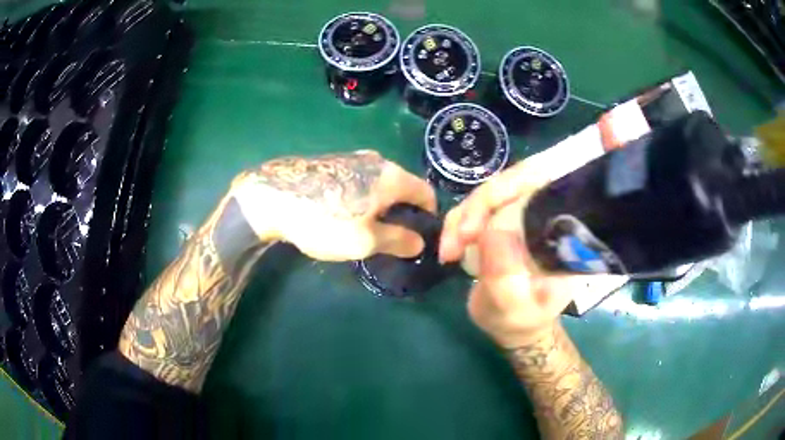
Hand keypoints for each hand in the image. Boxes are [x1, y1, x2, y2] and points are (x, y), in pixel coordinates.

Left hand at [229, 151, 436, 260]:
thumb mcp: (365, 241)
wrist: (272, 197)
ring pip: (381, 182)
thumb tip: (419, 242)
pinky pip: (361, 179)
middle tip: (395, 236)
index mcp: (392, 177)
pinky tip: (347, 211)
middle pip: (404, 186)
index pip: (426, 192)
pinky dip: (364, 195)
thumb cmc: (324, 221)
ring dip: (383, 204)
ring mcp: (353, 157)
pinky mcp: (334, 161)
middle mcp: (377, 161)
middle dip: (404, 211)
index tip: (422, 234)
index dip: (429, 215)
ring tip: (370, 226)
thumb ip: (398, 240)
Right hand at [439, 160, 594, 346]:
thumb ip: (505, 280)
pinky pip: (478, 204)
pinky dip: (458, 221)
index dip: (510, 191)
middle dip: (480, 205)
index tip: (475, 230)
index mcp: (565, 233)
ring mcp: (527, 211)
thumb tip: (491, 234)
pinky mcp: (505, 216)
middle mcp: (550, 214)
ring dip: (464, 216)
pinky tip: (451, 246)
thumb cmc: (521, 319)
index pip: (546, 188)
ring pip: (492, 190)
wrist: (516, 322)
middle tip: (457, 239)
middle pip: (517, 180)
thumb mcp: (514, 309)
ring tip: (449, 250)